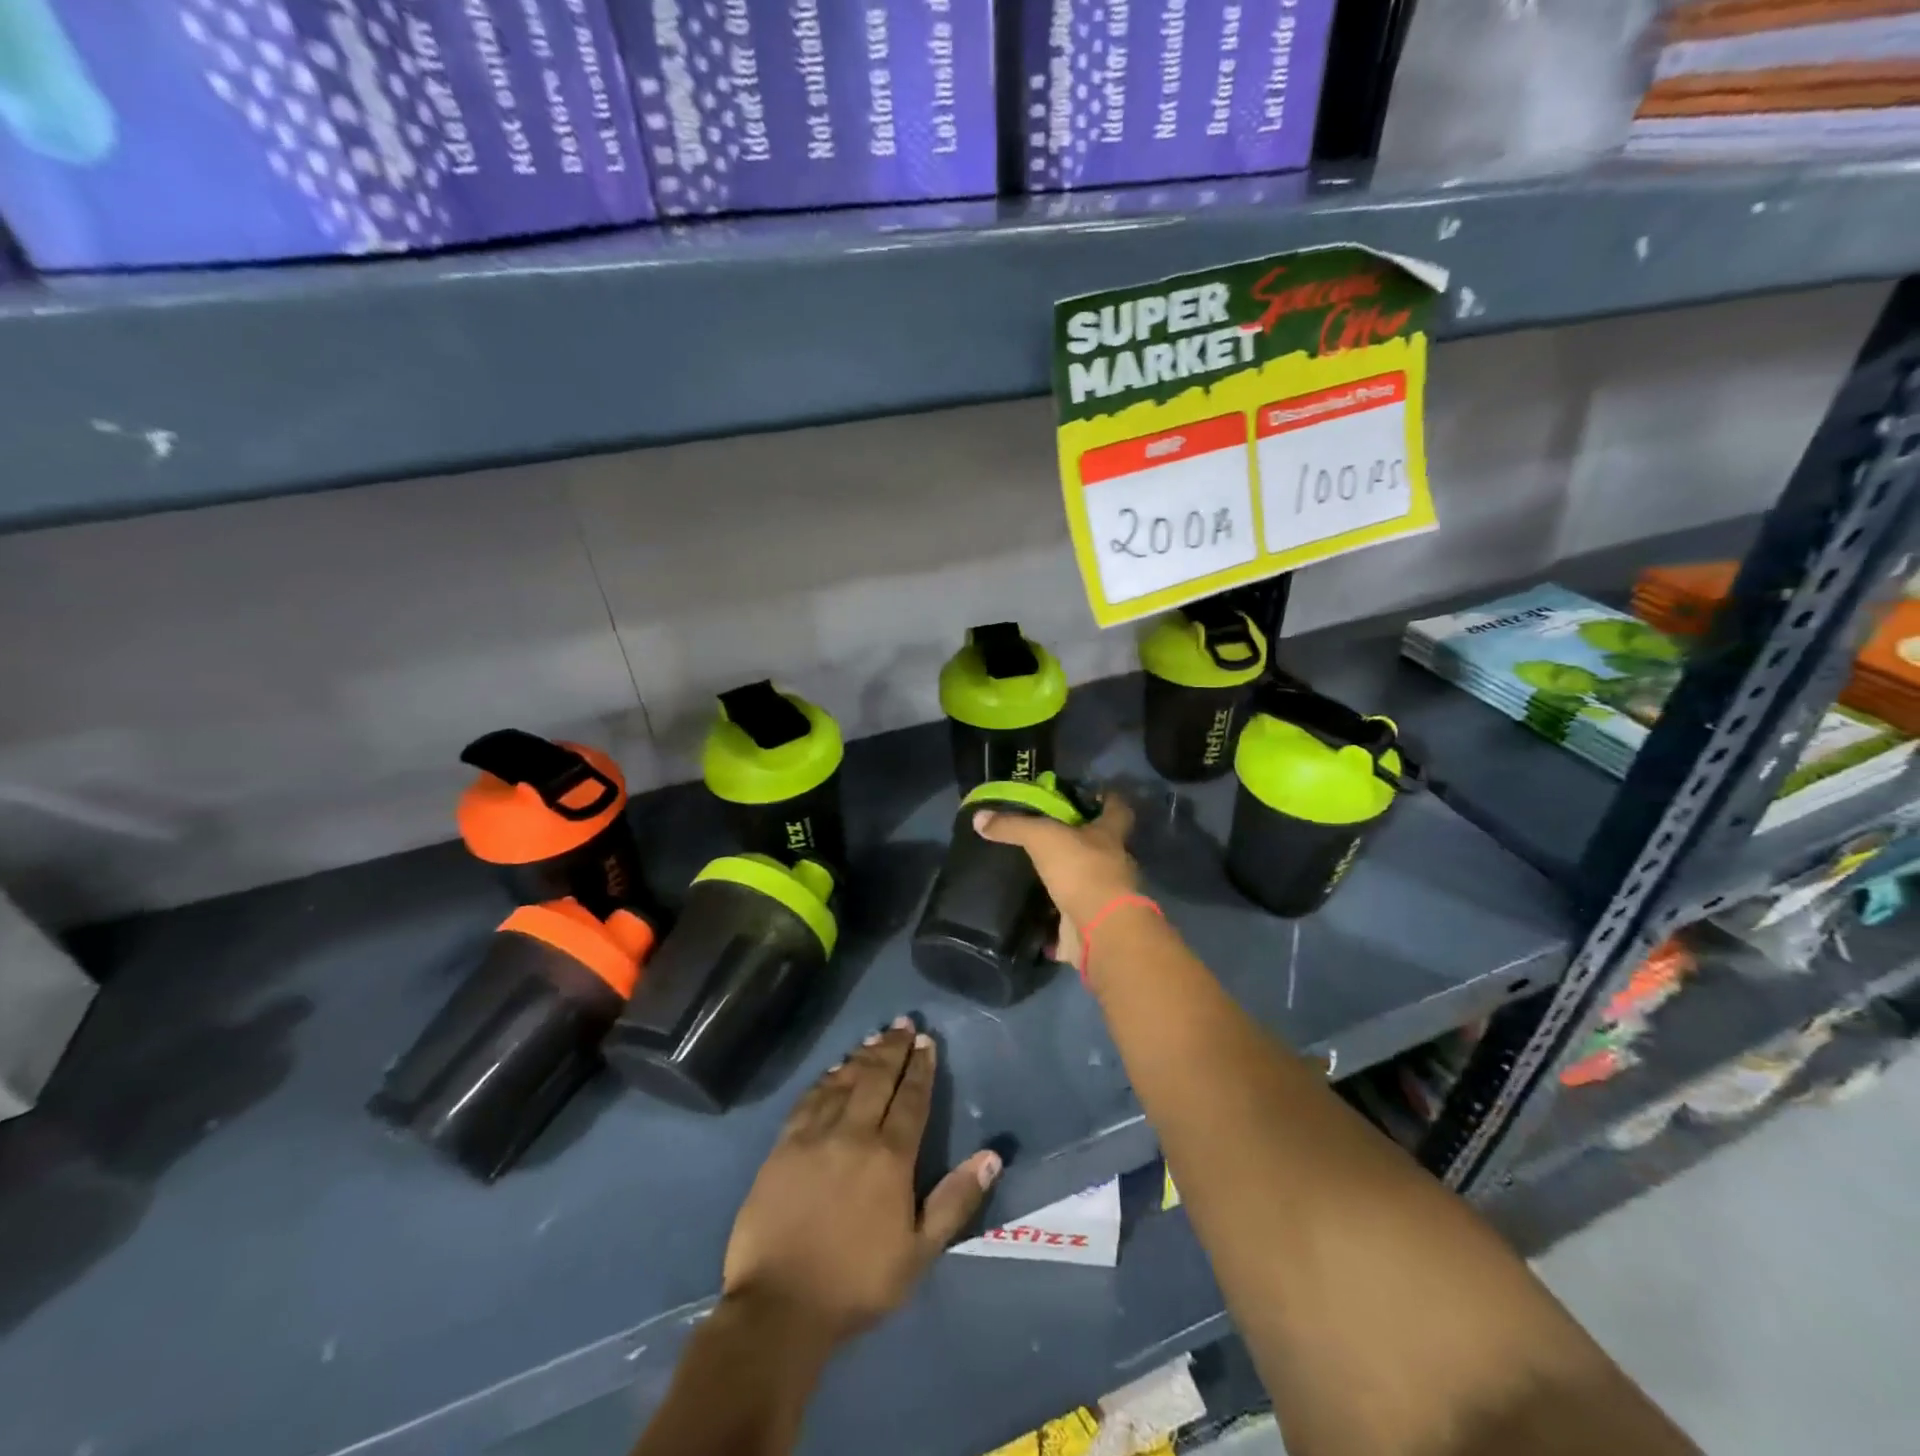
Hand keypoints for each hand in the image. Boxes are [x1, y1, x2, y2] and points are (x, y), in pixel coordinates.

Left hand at [721, 1018, 1001, 1346]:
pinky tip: (833, 1069)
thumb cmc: (856, 1283)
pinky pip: (809, 1099)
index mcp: (890, 1157)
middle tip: (903, 1023)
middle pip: (877, 1078)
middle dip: (893, 1048)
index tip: (927, 1041)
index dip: (921, 1067)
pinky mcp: (784, 1145)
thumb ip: (955, 1200)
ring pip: (843, 1081)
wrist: (779, 1306)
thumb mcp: (918, 1252)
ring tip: (875, 1037)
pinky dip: (826, 1079)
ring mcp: (815, 1135)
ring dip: (862, 1056)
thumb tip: (992, 1156)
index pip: (911, 1099)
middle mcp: (854, 1133)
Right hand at [973, 792, 1139, 971]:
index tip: (1091, 794)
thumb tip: (979, 817)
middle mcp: (1113, 864)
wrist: (1101, 930)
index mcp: (1109, 835)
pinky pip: (1068, 919)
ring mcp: (1104, 898)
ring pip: (1084, 882)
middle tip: (1047, 836)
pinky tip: (1031, 914)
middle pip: (1100, 847)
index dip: (1107, 800)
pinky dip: (1052, 920)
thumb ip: (1013, 826)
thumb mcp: (1042, 837)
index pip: (1117, 809)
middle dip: (1079, 842)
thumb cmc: (1081, 870)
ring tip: (1033, 874)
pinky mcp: (1091, 926)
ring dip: (1065, 880)